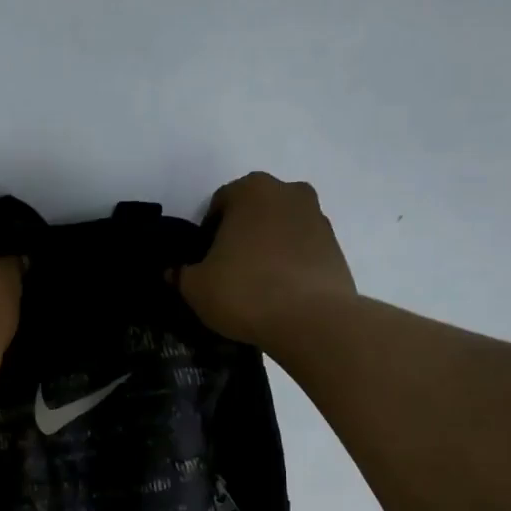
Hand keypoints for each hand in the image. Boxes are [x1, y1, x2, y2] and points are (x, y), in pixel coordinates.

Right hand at [177, 172, 357, 346]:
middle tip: (229, 270)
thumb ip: (181, 274)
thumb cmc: (245, 291)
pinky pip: (303, 252)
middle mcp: (289, 193)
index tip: (205, 261)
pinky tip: (280, 294)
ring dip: (268, 248)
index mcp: (252, 190)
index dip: (208, 233)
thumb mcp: (197, 287)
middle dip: (242, 235)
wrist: (312, 320)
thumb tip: (173, 272)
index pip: (220, 203)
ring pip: (282, 230)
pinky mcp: (337, 248)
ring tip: (257, 285)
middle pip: (255, 212)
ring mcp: (318, 219)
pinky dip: (291, 265)